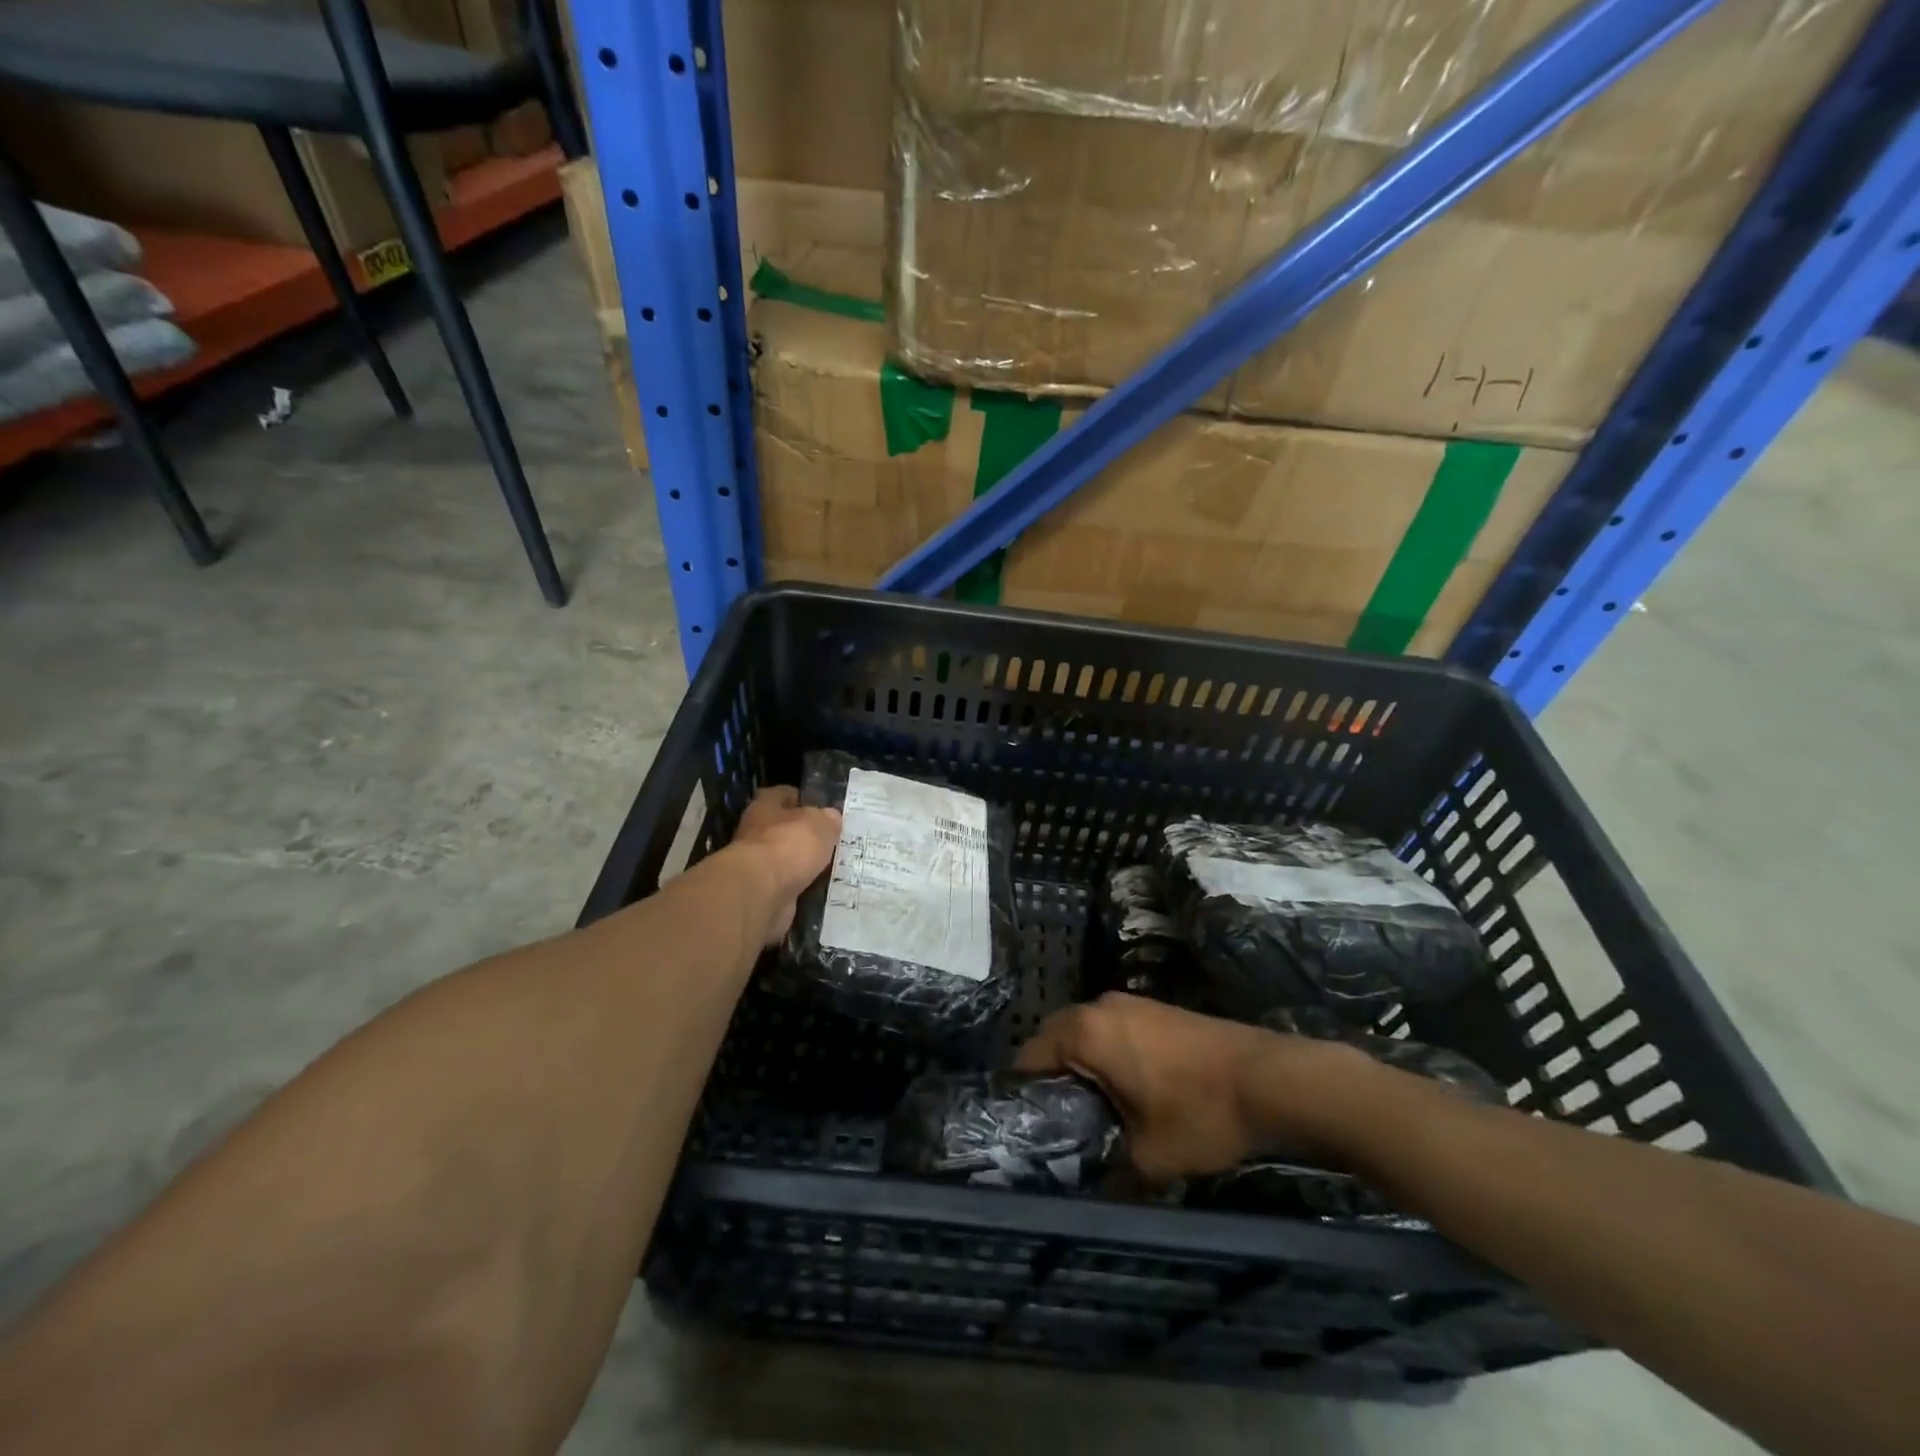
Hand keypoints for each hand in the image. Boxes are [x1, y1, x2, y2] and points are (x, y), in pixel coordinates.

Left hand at [726, 786, 841, 943]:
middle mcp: (755, 832)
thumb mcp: (820, 824)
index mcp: (765, 806)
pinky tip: (819, 887)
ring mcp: (756, 864)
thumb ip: (827, 819)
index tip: (819, 805)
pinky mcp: (761, 891)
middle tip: (830, 838)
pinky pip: (786, 883)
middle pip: (782, 827)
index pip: (782, 794)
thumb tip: (831, 818)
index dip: (800, 797)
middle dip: (802, 833)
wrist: (761, 893)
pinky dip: (799, 885)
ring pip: (784, 858)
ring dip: (801, 862)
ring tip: (830, 865)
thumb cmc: (789, 846)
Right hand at [1015, 993, 1364, 1184]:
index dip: (1021, 1092)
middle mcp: (1100, 1006)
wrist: (1269, 1079)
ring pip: (1084, 1031)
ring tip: (1089, 1109)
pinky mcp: (1155, 1008)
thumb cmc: (1200, 1113)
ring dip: (1079, 1063)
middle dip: (1049, 1075)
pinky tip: (1125, 1088)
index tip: (1025, 1127)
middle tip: (1056, 1122)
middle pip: (1053, 1037)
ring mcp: (1130, 1003)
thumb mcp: (1149, 1157)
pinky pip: (1111, 1028)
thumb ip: (1108, 1171)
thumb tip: (1088, 1189)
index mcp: (1085, 1032)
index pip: (1029, 1055)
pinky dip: (1105, 1052)